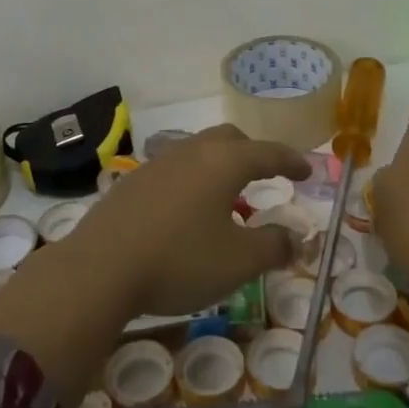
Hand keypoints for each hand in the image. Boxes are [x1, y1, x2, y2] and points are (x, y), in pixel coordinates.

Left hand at [62, 124, 304, 316]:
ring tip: (226, 194)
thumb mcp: (237, 261)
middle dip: (252, 153)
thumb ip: (273, 247)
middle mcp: (192, 152)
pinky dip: (192, 180)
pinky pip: (174, 169)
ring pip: (198, 151)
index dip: (291, 161)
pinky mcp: (133, 181)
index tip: (307, 171)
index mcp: (223, 163)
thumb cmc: (179, 260)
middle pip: (229, 139)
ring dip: (219, 165)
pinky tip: (187, 209)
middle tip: (266, 174)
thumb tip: (296, 239)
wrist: (101, 267)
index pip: (267, 153)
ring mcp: (158, 163)